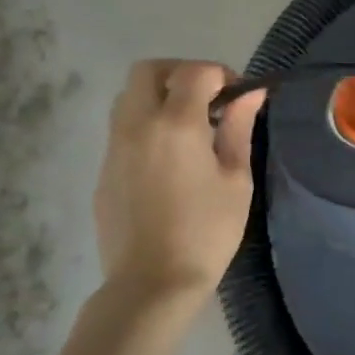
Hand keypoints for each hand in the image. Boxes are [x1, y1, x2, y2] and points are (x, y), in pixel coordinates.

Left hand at [93, 60, 265, 311]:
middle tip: (208, 99)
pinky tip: (168, 157)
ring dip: (158, 95)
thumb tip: (251, 93)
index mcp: (175, 124)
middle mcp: (137, 125)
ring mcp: (114, 146)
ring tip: (188, 126)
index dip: (220, 74)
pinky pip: (122, 127)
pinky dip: (145, 123)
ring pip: (129, 96)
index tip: (238, 97)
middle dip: (180, 73)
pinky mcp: (104, 169)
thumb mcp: (236, 179)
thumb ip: (239, 128)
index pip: (194, 72)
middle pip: (149, 71)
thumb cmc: (206, 232)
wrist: (152, 283)